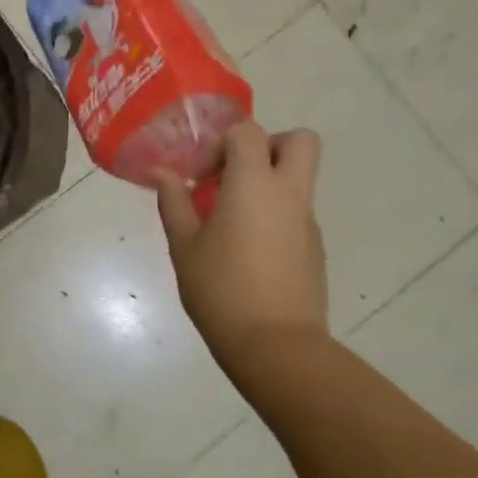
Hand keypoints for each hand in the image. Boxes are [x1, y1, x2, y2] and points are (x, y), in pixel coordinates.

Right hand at [155, 122, 327, 359]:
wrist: (275, 345)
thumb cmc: (220, 290)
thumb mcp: (184, 246)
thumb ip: (174, 203)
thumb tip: (162, 173)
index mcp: (254, 185)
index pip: (249, 132)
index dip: (223, 141)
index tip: (202, 171)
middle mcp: (289, 194)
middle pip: (300, 142)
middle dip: (270, 145)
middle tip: (235, 173)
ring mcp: (307, 221)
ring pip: (298, 179)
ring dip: (268, 183)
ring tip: (230, 219)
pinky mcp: (314, 248)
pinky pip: (296, 212)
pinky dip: (274, 215)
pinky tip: (246, 251)